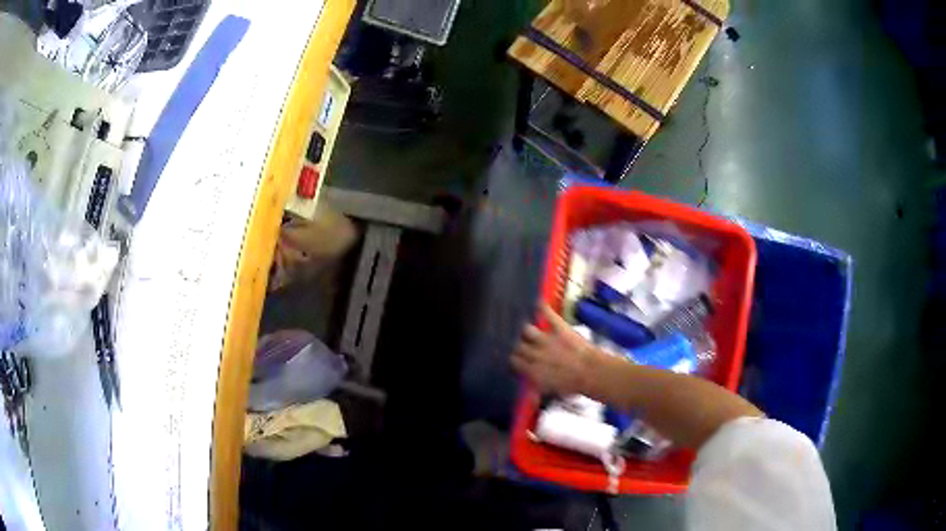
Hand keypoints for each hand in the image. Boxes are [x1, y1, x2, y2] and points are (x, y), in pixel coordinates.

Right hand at [511, 303, 599, 394]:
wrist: (590, 373)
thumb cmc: (573, 386)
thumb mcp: (552, 391)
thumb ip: (538, 388)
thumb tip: (529, 390)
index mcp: (532, 371)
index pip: (514, 362)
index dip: (512, 359)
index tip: (512, 357)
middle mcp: (535, 354)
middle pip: (517, 346)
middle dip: (515, 344)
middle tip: (515, 341)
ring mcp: (546, 339)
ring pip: (526, 330)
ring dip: (524, 329)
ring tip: (521, 324)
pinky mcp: (559, 328)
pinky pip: (548, 315)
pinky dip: (542, 308)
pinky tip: (538, 302)